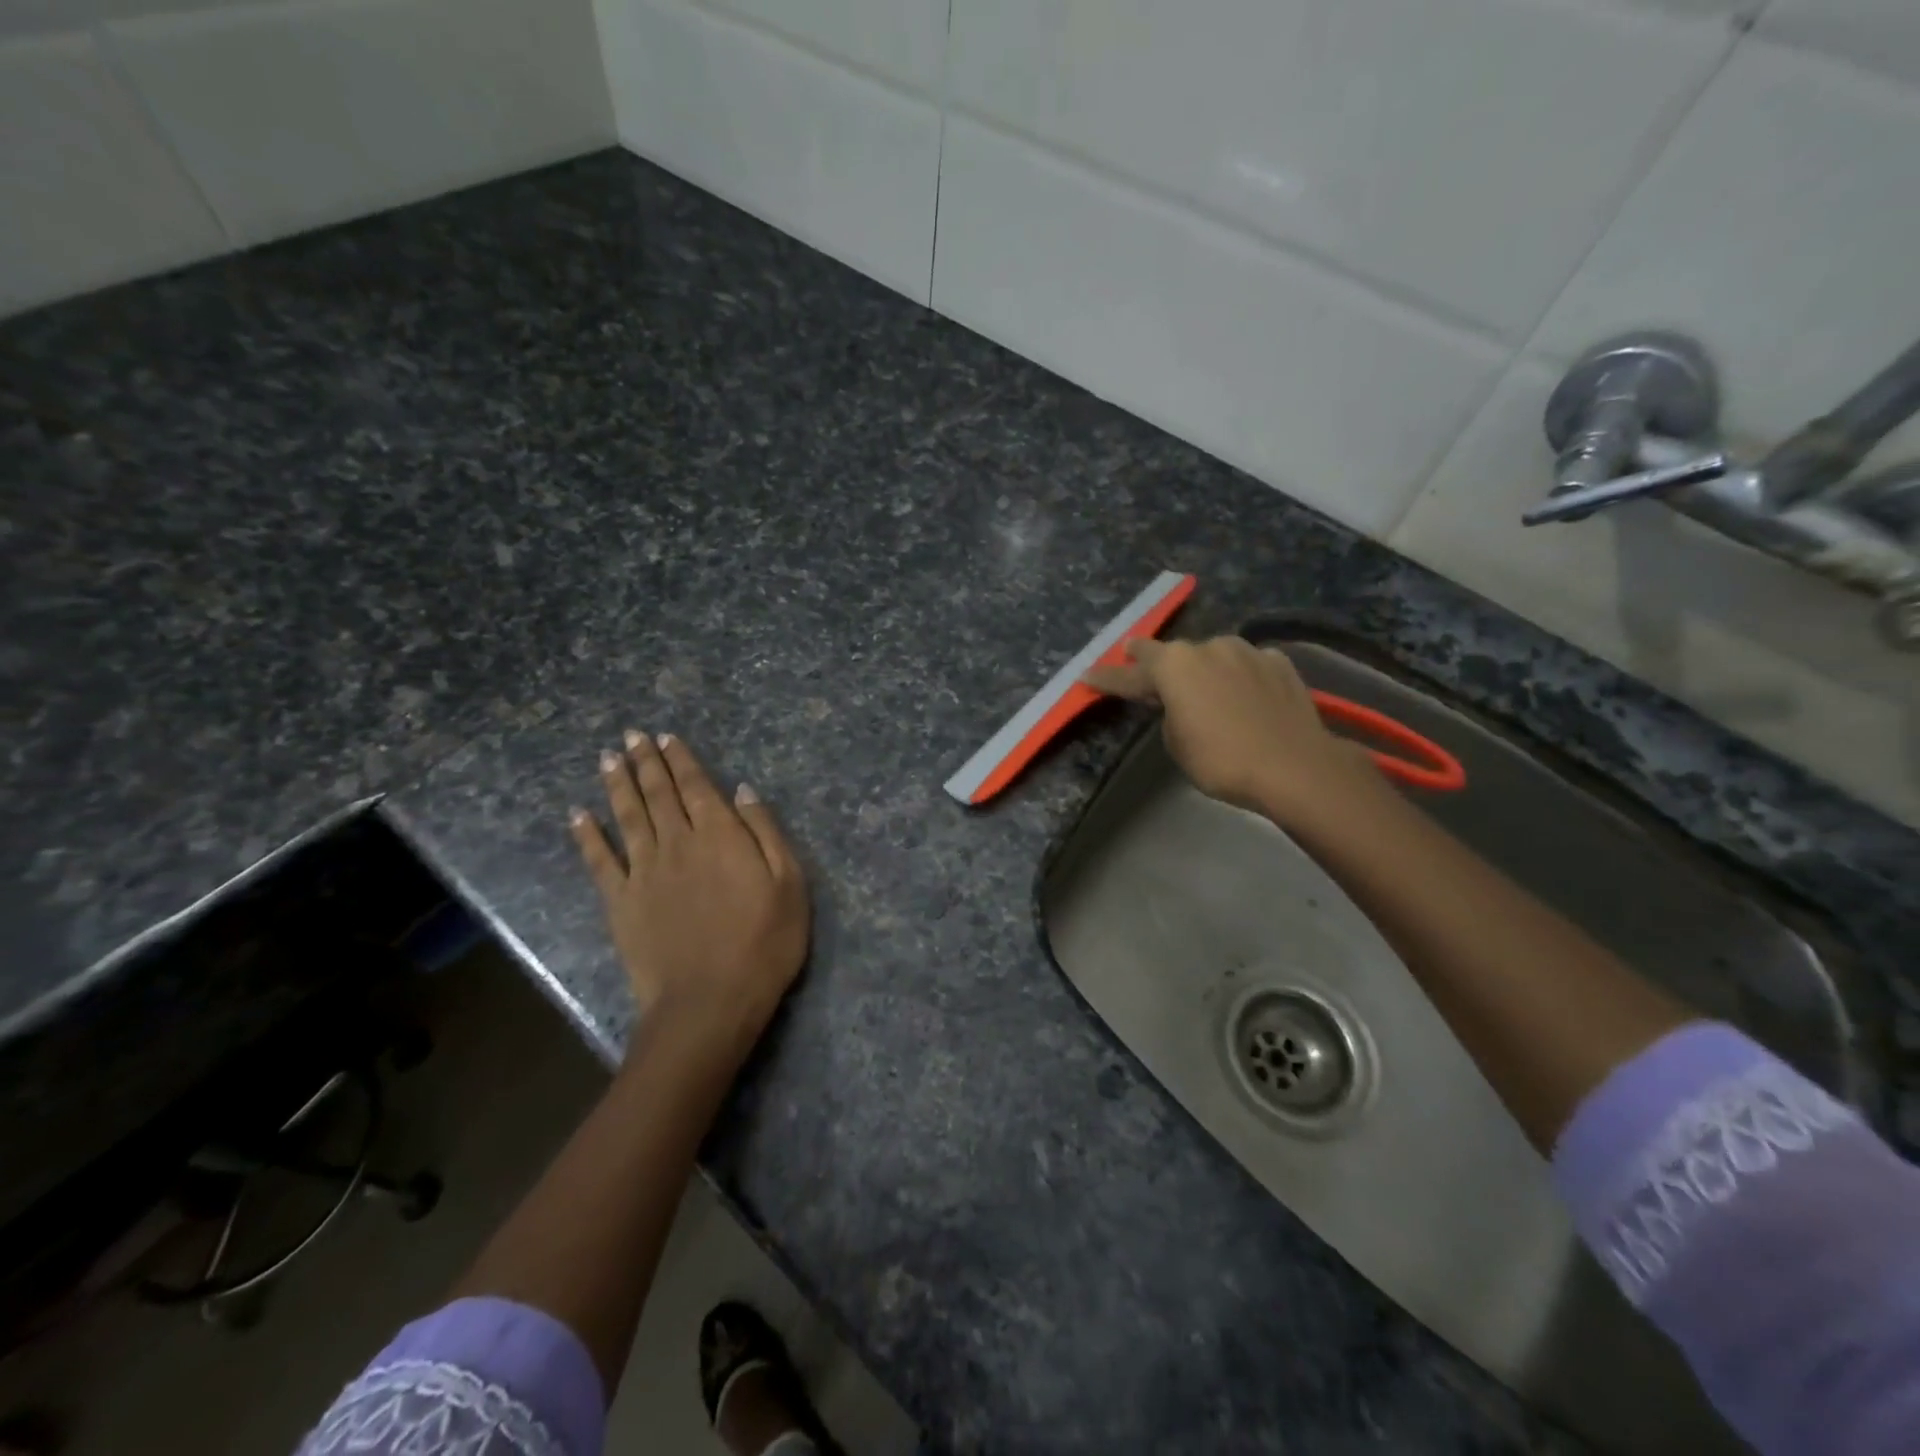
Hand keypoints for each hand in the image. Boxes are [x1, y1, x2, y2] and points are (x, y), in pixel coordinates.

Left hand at [571, 731, 809, 1061]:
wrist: (710, 1002)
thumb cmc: (764, 943)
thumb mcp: (790, 884)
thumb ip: (765, 832)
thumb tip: (742, 790)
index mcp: (720, 836)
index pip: (696, 786)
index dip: (680, 760)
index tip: (665, 737)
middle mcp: (677, 843)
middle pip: (658, 794)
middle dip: (646, 762)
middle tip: (631, 735)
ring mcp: (644, 872)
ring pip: (627, 817)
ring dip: (617, 785)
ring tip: (608, 757)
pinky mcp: (621, 902)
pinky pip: (599, 861)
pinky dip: (587, 836)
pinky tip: (578, 815)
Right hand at [1084, 636, 1379, 827]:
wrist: (1295, 766)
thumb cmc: (1222, 760)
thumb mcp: (1177, 744)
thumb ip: (1169, 714)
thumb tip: (1183, 703)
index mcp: (1174, 666)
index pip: (1129, 673)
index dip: (1106, 677)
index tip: (1087, 674)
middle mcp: (1208, 646)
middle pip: (1173, 654)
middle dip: (1158, 666)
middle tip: (1149, 679)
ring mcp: (1247, 651)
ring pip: (1213, 656)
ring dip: (1203, 671)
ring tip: (1206, 693)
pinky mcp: (1279, 662)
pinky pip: (1247, 666)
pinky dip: (1239, 677)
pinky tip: (1245, 695)